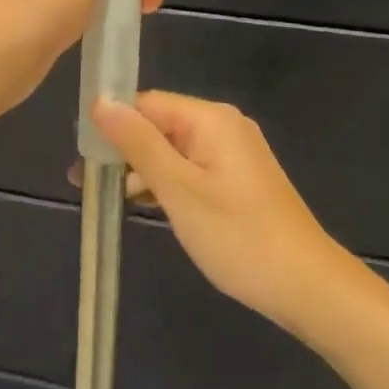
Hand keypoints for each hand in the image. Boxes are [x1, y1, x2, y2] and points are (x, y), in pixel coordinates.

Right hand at [92, 92, 349, 334]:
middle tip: (85, 182)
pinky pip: (192, 167)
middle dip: (123, 149)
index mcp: (210, 118)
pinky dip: (167, 182)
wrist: (307, 287)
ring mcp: (234, 153)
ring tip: (104, 198)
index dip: (112, 123)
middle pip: (159, 124)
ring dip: (141, 169)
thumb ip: (138, 144)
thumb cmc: (237, 236)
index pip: (147, 103)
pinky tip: (144, 204)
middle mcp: (223, 125)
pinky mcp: (239, 179)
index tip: (80, 154)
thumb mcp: (178, 189)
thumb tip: (100, 102)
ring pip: (174, 149)